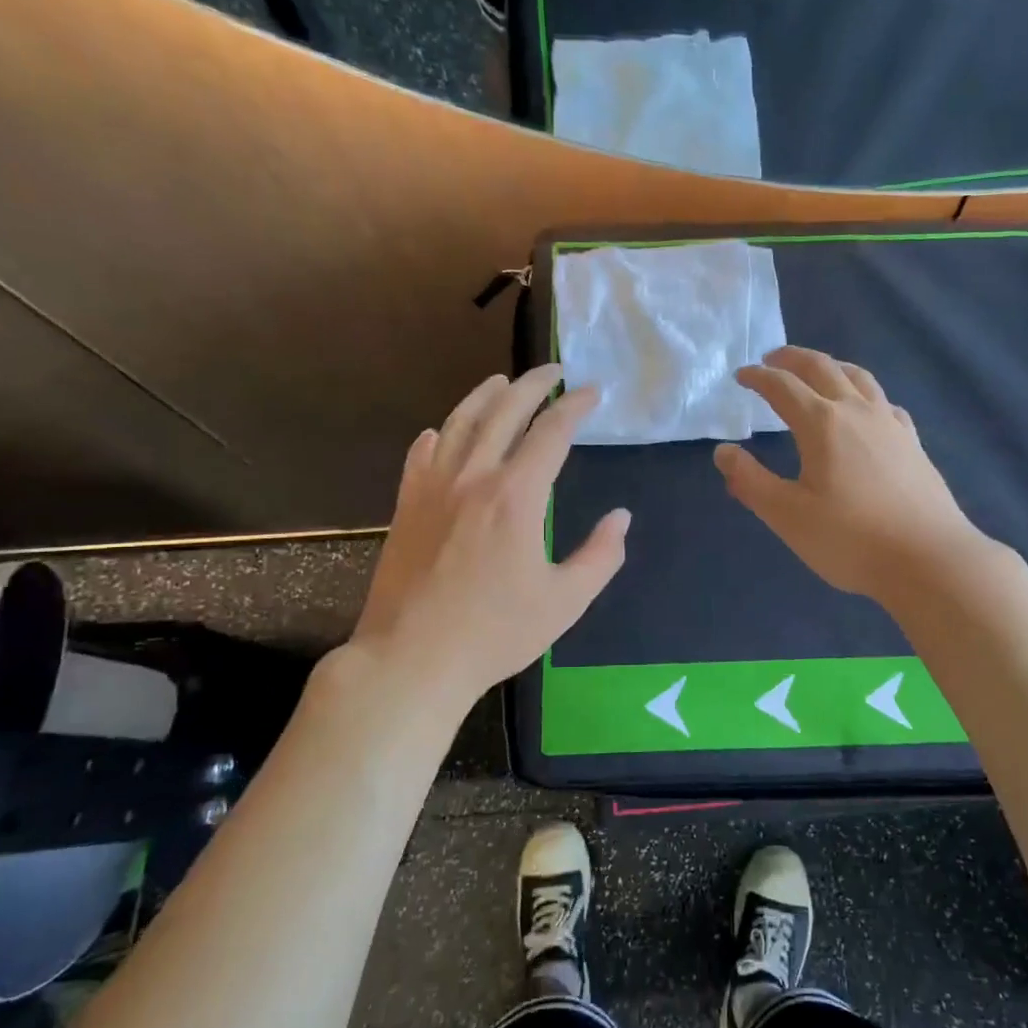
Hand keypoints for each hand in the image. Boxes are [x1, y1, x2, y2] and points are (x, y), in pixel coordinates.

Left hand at [353, 365, 627, 704]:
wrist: (412, 658)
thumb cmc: (496, 633)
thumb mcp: (566, 601)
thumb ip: (601, 555)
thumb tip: (621, 517)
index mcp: (517, 496)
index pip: (551, 432)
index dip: (575, 406)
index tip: (592, 392)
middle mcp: (473, 477)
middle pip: (504, 412)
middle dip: (532, 384)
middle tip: (553, 370)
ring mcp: (433, 488)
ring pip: (460, 423)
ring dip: (484, 396)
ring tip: (502, 381)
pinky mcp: (406, 505)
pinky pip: (422, 454)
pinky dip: (439, 434)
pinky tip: (442, 431)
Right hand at [715, 347, 981, 602]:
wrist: (928, 559)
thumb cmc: (850, 538)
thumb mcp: (787, 515)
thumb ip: (751, 481)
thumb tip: (723, 452)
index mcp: (822, 424)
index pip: (783, 387)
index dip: (758, 377)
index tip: (741, 375)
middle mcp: (857, 412)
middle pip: (823, 368)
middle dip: (793, 359)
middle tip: (772, 360)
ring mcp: (890, 425)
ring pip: (859, 378)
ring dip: (832, 366)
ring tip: (817, 371)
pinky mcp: (913, 443)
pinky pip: (885, 403)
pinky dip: (865, 394)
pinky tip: (866, 410)